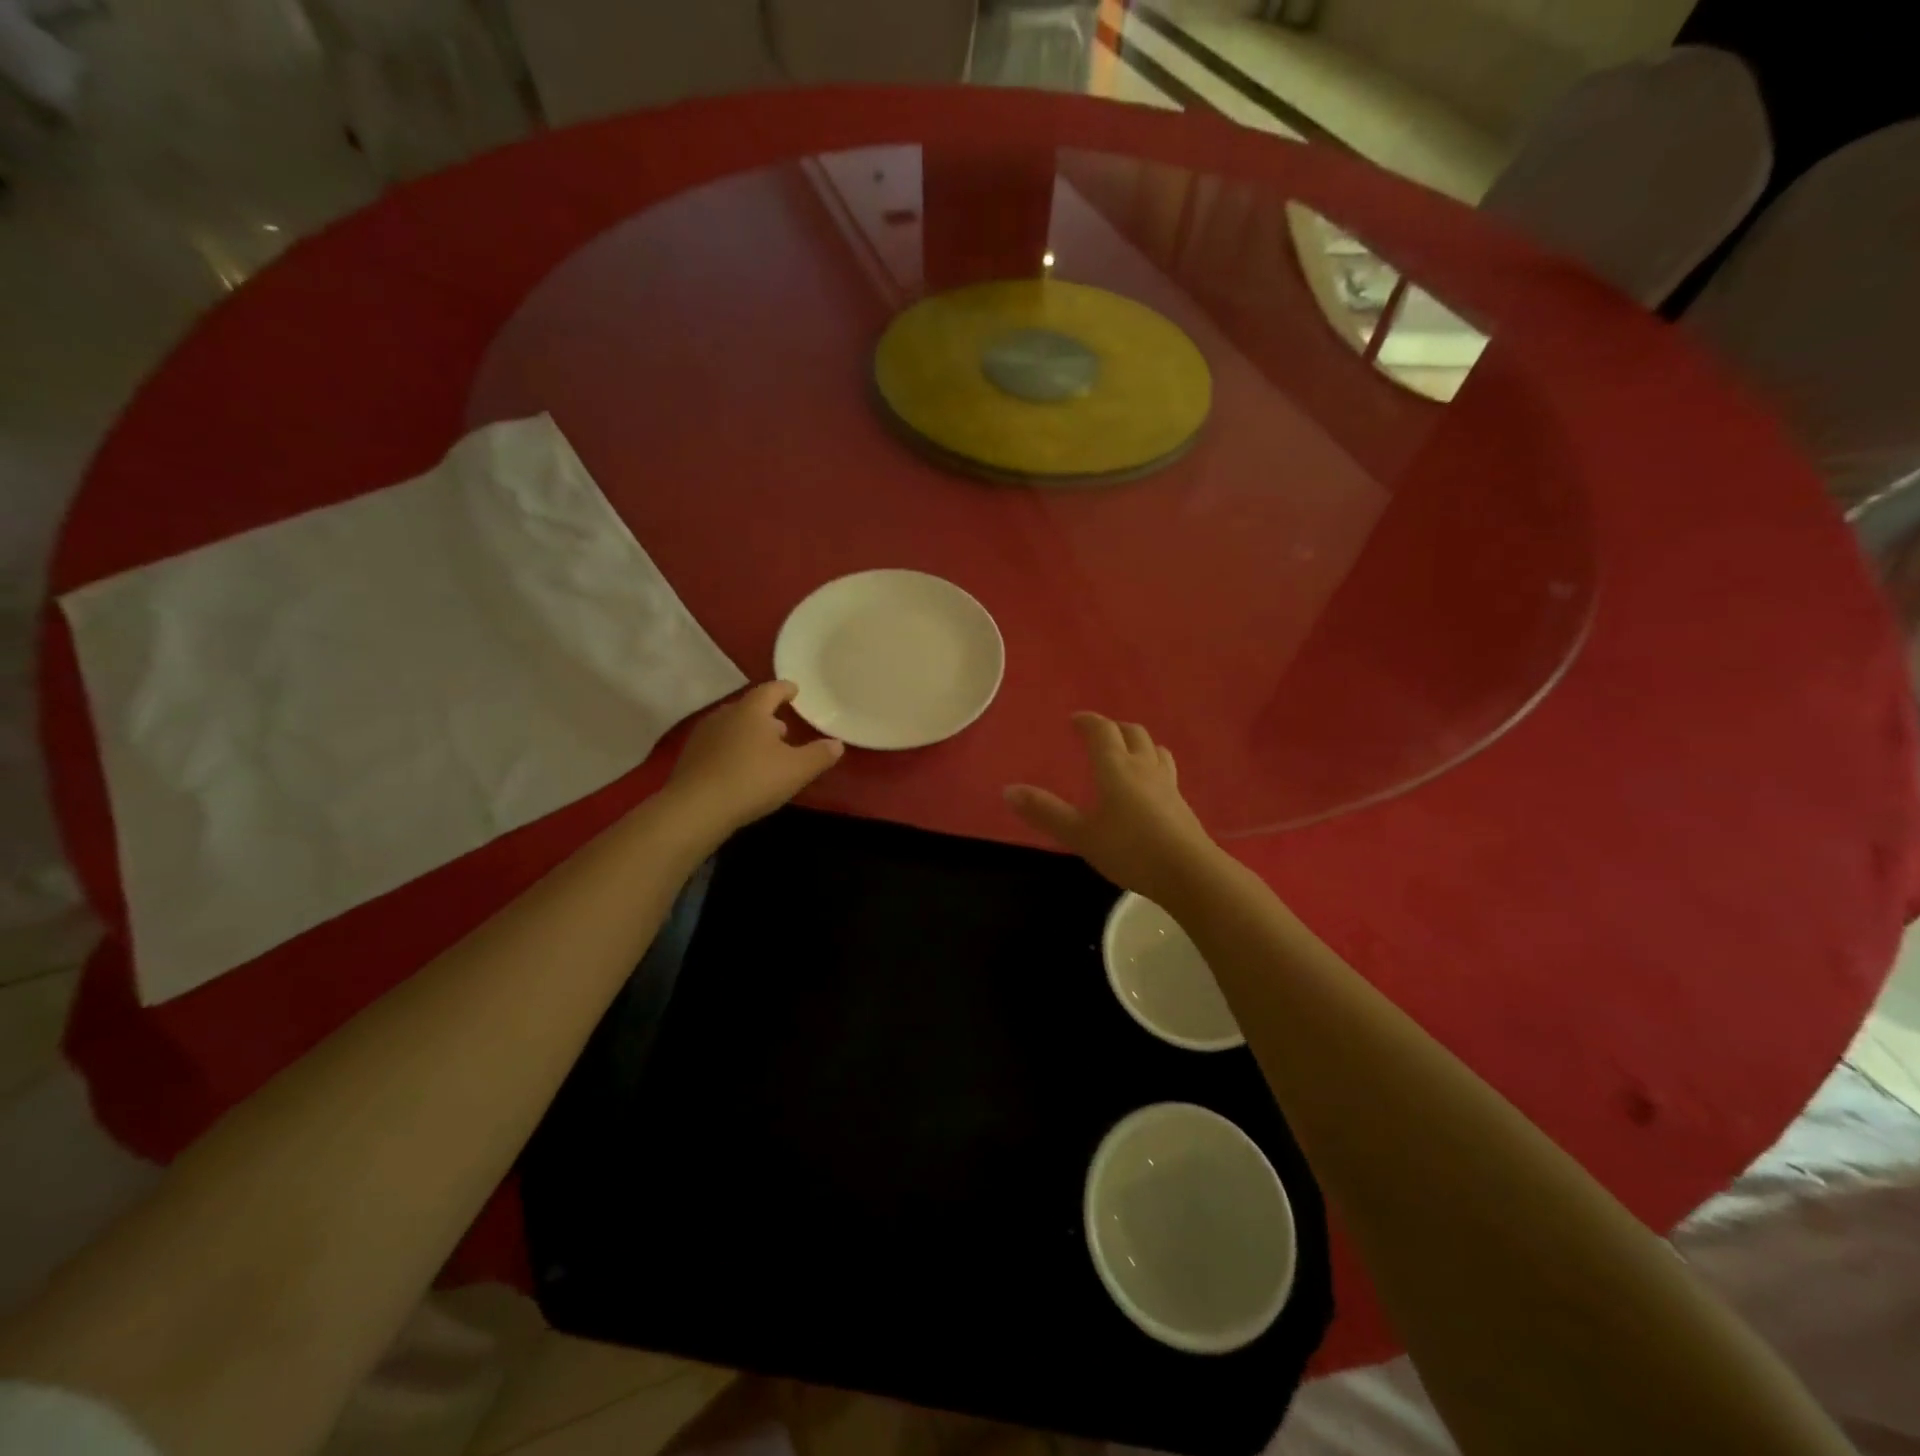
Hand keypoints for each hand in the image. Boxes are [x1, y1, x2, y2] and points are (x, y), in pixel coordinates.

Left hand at [667, 681, 843, 834]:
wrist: (696, 808)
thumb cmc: (752, 780)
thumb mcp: (796, 770)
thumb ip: (819, 755)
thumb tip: (837, 744)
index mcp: (751, 711)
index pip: (771, 690)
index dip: (785, 689)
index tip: (795, 690)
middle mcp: (725, 715)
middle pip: (749, 708)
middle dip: (767, 715)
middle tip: (783, 727)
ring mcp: (703, 736)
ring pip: (732, 727)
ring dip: (749, 734)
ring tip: (763, 749)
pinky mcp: (690, 758)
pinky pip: (718, 746)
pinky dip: (732, 750)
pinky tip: (739, 768)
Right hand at [1004, 713, 1221, 905]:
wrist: (1189, 873)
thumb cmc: (1130, 850)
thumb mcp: (1081, 835)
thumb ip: (1046, 812)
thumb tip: (1008, 789)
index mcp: (1116, 767)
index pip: (1102, 731)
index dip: (1087, 722)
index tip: (1075, 720)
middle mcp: (1143, 767)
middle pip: (1132, 733)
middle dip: (1113, 728)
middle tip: (1098, 735)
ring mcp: (1167, 784)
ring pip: (1154, 749)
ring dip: (1138, 744)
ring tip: (1127, 753)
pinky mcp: (1182, 804)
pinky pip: (1166, 771)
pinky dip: (1152, 766)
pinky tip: (1148, 787)